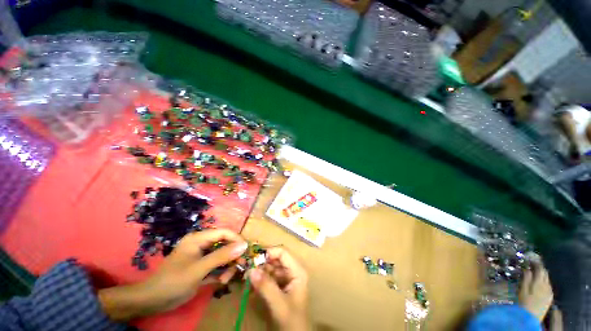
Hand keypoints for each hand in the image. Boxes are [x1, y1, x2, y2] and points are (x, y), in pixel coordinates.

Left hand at [98, 229, 247, 320]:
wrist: (152, 301)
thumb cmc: (174, 281)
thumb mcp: (200, 268)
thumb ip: (222, 256)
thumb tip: (244, 245)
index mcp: (199, 238)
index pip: (224, 233)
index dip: (236, 239)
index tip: (245, 251)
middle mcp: (202, 244)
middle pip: (224, 244)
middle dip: (232, 256)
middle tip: (239, 267)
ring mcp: (201, 256)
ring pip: (222, 256)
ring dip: (227, 267)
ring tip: (226, 279)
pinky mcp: (201, 267)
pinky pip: (216, 265)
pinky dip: (221, 273)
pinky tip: (220, 281)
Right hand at [249, 247, 309, 330]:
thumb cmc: (292, 321)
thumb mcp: (279, 304)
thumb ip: (266, 286)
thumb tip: (251, 269)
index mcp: (297, 270)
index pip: (283, 252)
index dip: (269, 252)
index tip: (253, 259)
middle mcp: (291, 271)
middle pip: (275, 259)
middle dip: (261, 263)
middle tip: (246, 270)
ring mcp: (285, 278)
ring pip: (270, 268)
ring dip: (258, 272)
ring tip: (247, 279)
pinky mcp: (279, 286)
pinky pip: (267, 278)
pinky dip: (259, 281)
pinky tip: (250, 287)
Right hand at [519, 260, 553, 321]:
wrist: (530, 317)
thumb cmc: (524, 302)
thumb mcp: (522, 290)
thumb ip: (526, 278)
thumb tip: (528, 268)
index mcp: (539, 282)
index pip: (540, 269)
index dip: (536, 263)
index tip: (531, 258)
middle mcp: (546, 285)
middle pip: (545, 273)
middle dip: (540, 268)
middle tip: (533, 265)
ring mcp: (549, 291)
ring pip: (547, 280)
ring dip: (542, 275)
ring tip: (536, 274)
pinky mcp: (550, 297)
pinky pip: (548, 286)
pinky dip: (544, 282)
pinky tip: (540, 284)